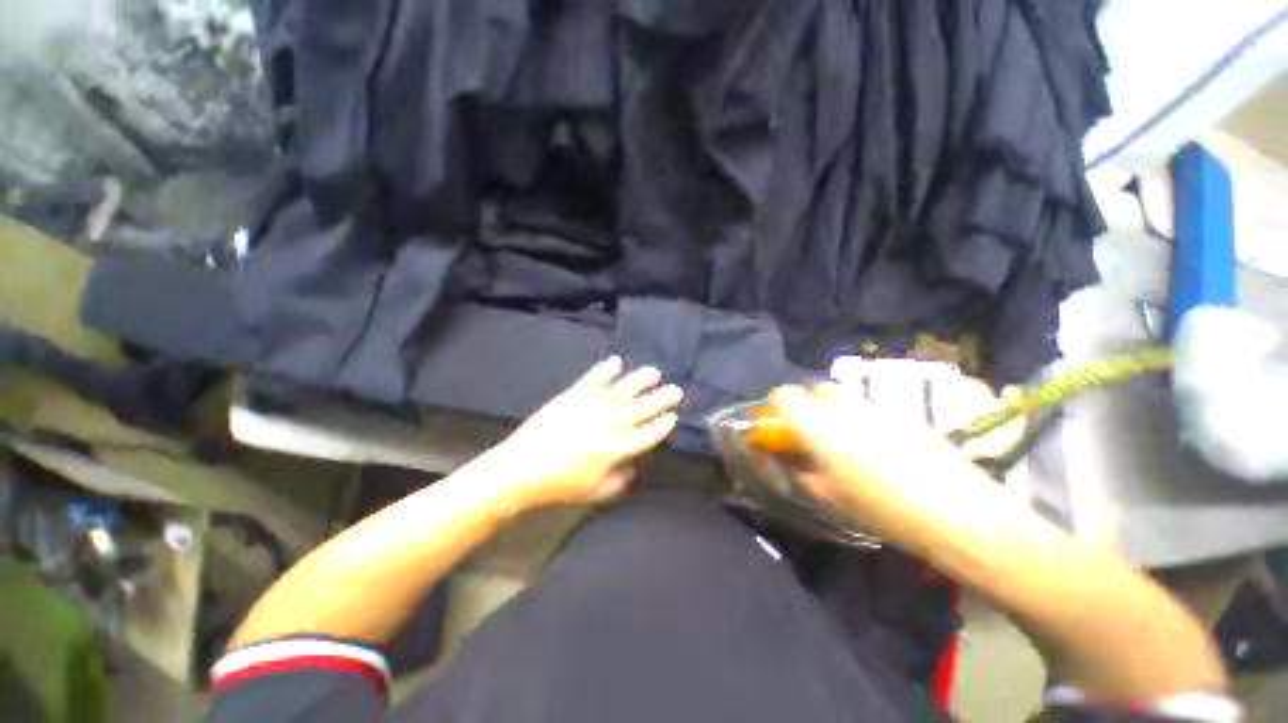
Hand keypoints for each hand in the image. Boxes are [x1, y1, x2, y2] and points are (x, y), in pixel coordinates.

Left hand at [486, 356, 682, 508]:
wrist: (523, 467)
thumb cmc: (560, 484)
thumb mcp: (595, 492)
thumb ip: (619, 481)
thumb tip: (632, 467)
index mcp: (618, 449)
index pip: (648, 434)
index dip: (662, 425)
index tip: (673, 416)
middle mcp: (611, 423)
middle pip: (643, 408)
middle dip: (661, 399)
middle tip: (676, 390)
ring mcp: (593, 406)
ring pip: (624, 389)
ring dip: (641, 380)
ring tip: (654, 372)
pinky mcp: (575, 395)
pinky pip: (595, 378)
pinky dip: (606, 369)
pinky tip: (616, 361)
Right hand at [767, 382, 973, 514]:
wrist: (960, 513)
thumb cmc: (886, 511)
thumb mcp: (832, 498)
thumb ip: (802, 471)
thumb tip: (789, 456)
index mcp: (822, 432)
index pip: (785, 396)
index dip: (777, 404)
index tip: (781, 422)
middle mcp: (846, 411)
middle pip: (816, 388)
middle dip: (808, 403)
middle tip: (813, 430)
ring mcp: (877, 408)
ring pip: (843, 395)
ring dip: (834, 409)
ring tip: (846, 439)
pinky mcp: (903, 412)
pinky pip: (869, 406)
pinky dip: (861, 417)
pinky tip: (878, 445)